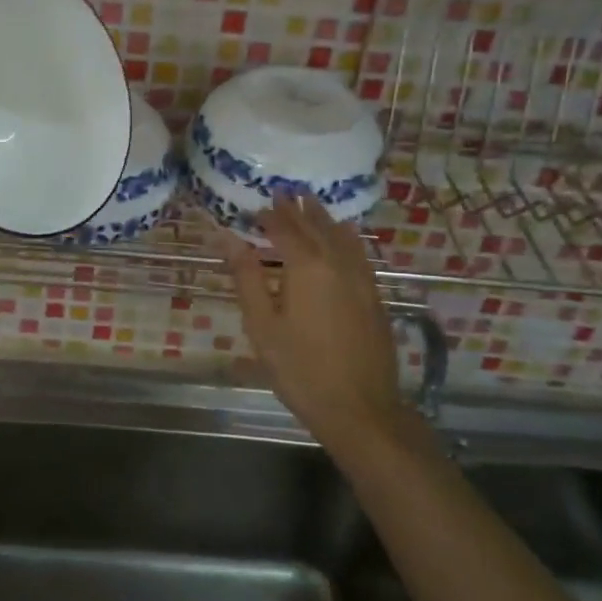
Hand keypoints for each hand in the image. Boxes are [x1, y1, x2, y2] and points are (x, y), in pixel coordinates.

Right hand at [216, 194, 402, 446]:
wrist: (360, 408)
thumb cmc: (300, 368)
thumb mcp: (262, 324)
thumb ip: (246, 276)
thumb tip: (227, 237)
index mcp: (306, 266)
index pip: (284, 229)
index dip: (268, 216)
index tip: (253, 208)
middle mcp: (336, 262)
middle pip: (314, 226)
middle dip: (296, 209)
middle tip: (282, 192)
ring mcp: (361, 278)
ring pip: (340, 235)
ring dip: (322, 217)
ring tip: (309, 202)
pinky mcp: (374, 295)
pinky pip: (358, 252)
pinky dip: (346, 236)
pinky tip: (344, 234)